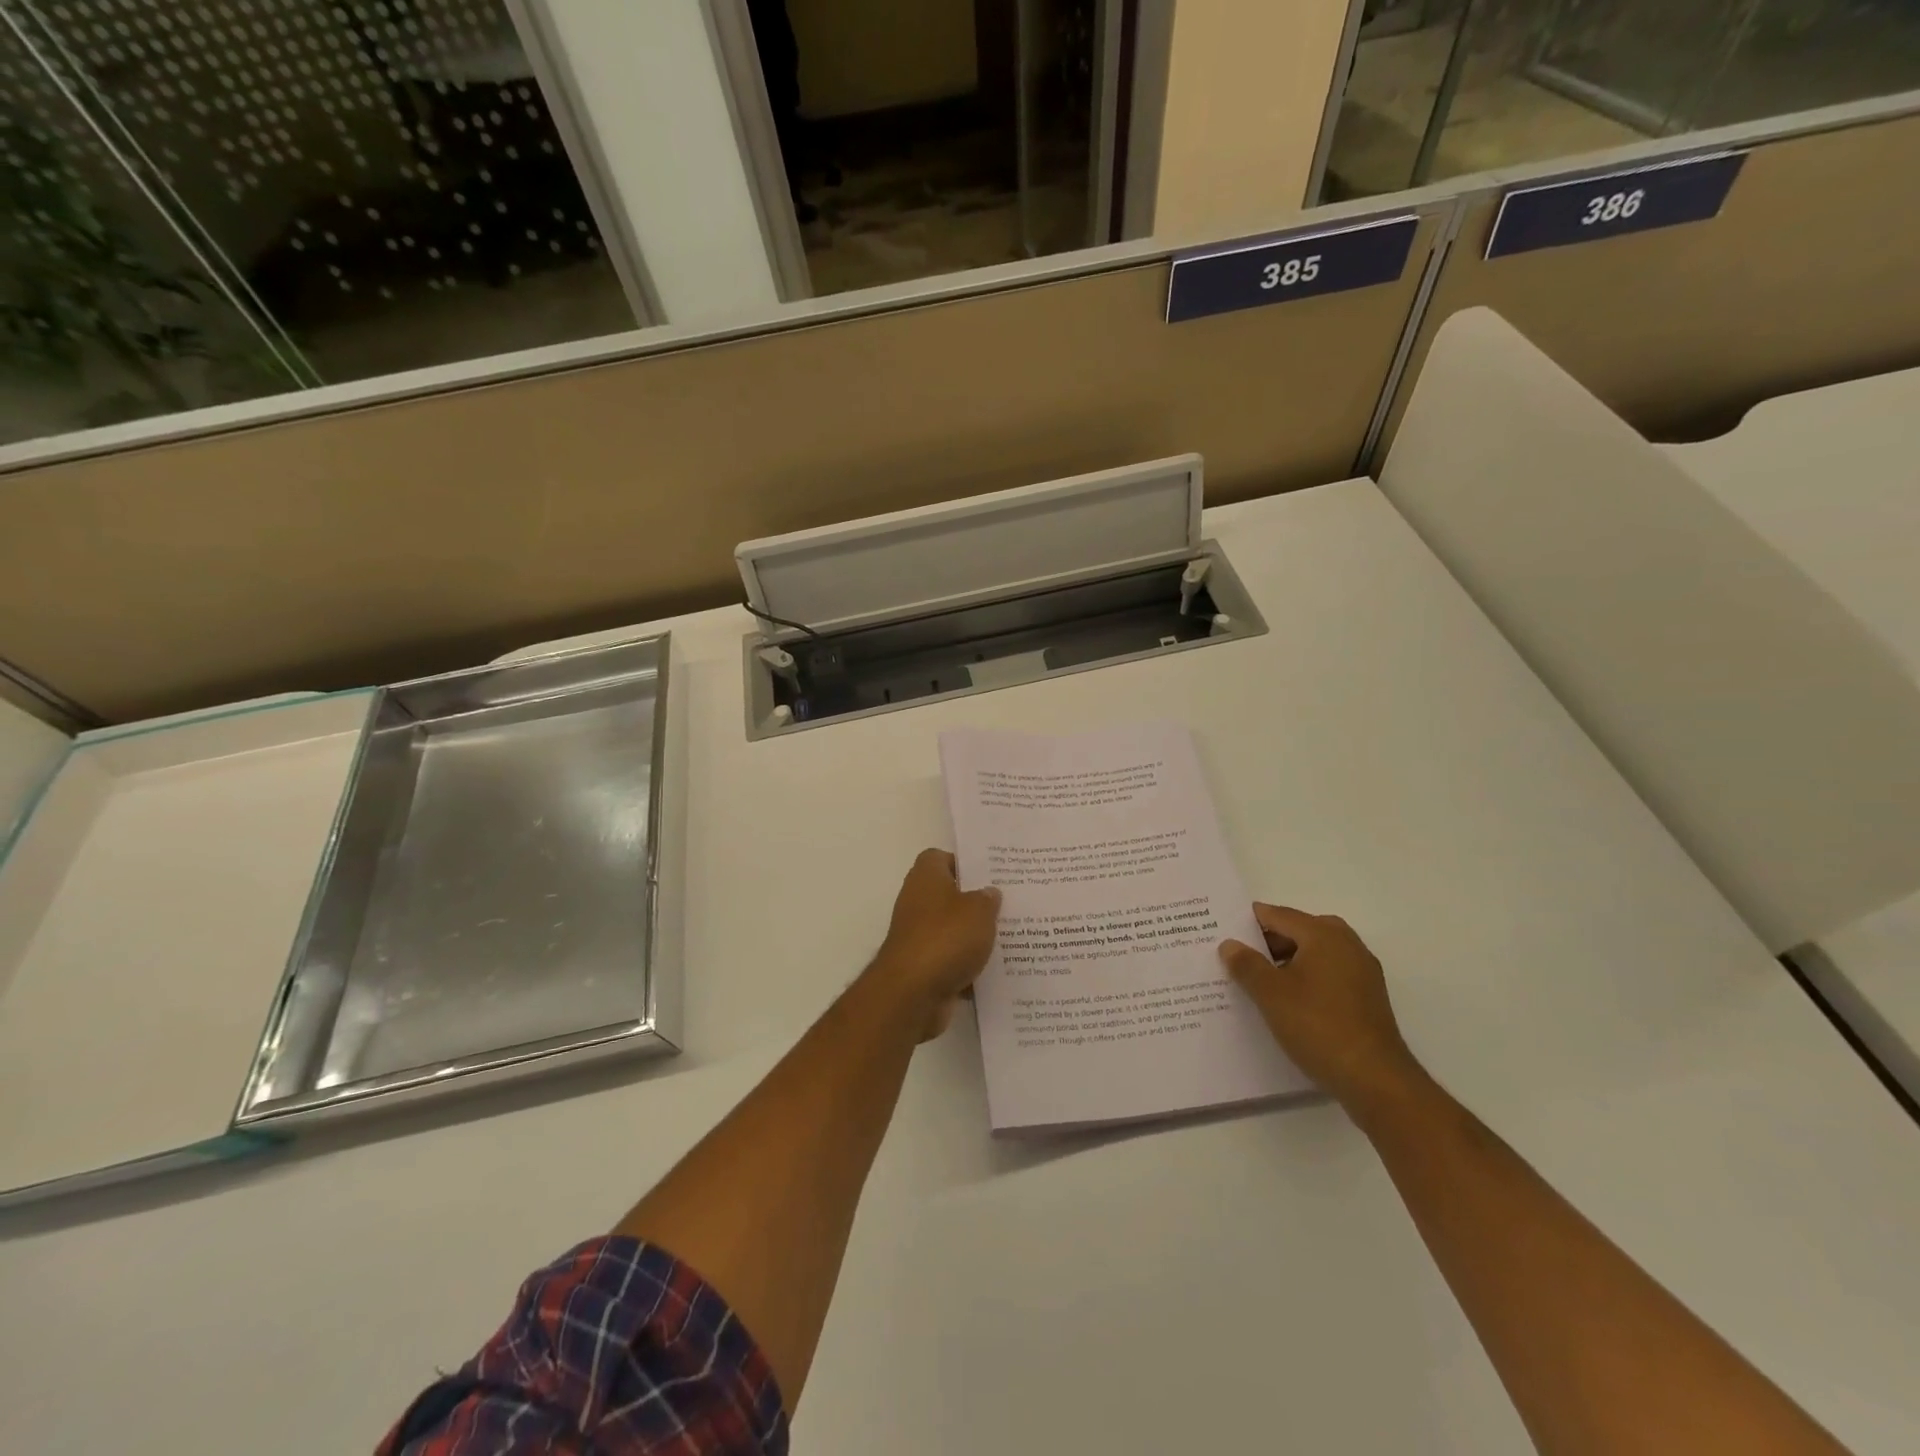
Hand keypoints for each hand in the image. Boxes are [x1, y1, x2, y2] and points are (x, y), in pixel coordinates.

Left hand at [868, 849, 1001, 1040]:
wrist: (912, 993)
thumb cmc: (945, 938)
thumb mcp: (979, 910)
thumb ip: (988, 899)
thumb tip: (989, 893)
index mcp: (926, 877)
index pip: (940, 858)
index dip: (964, 864)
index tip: (990, 875)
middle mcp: (917, 902)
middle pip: (949, 895)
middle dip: (976, 902)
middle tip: (1008, 905)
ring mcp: (918, 936)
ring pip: (952, 930)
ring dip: (974, 936)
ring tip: (1010, 937)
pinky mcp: (923, 967)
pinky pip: (951, 960)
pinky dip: (968, 966)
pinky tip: (996, 970)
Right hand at [1219, 905, 1424, 1116]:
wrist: (1375, 1079)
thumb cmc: (1318, 1026)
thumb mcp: (1270, 994)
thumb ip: (1247, 965)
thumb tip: (1230, 944)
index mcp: (1324, 935)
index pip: (1279, 915)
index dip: (1250, 921)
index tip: (1224, 928)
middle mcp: (1347, 945)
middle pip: (1300, 931)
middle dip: (1270, 940)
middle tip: (1239, 953)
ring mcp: (1362, 972)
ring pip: (1316, 954)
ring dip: (1288, 961)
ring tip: (1258, 979)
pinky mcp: (1368, 998)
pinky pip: (1330, 974)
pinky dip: (1307, 978)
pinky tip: (1288, 1000)